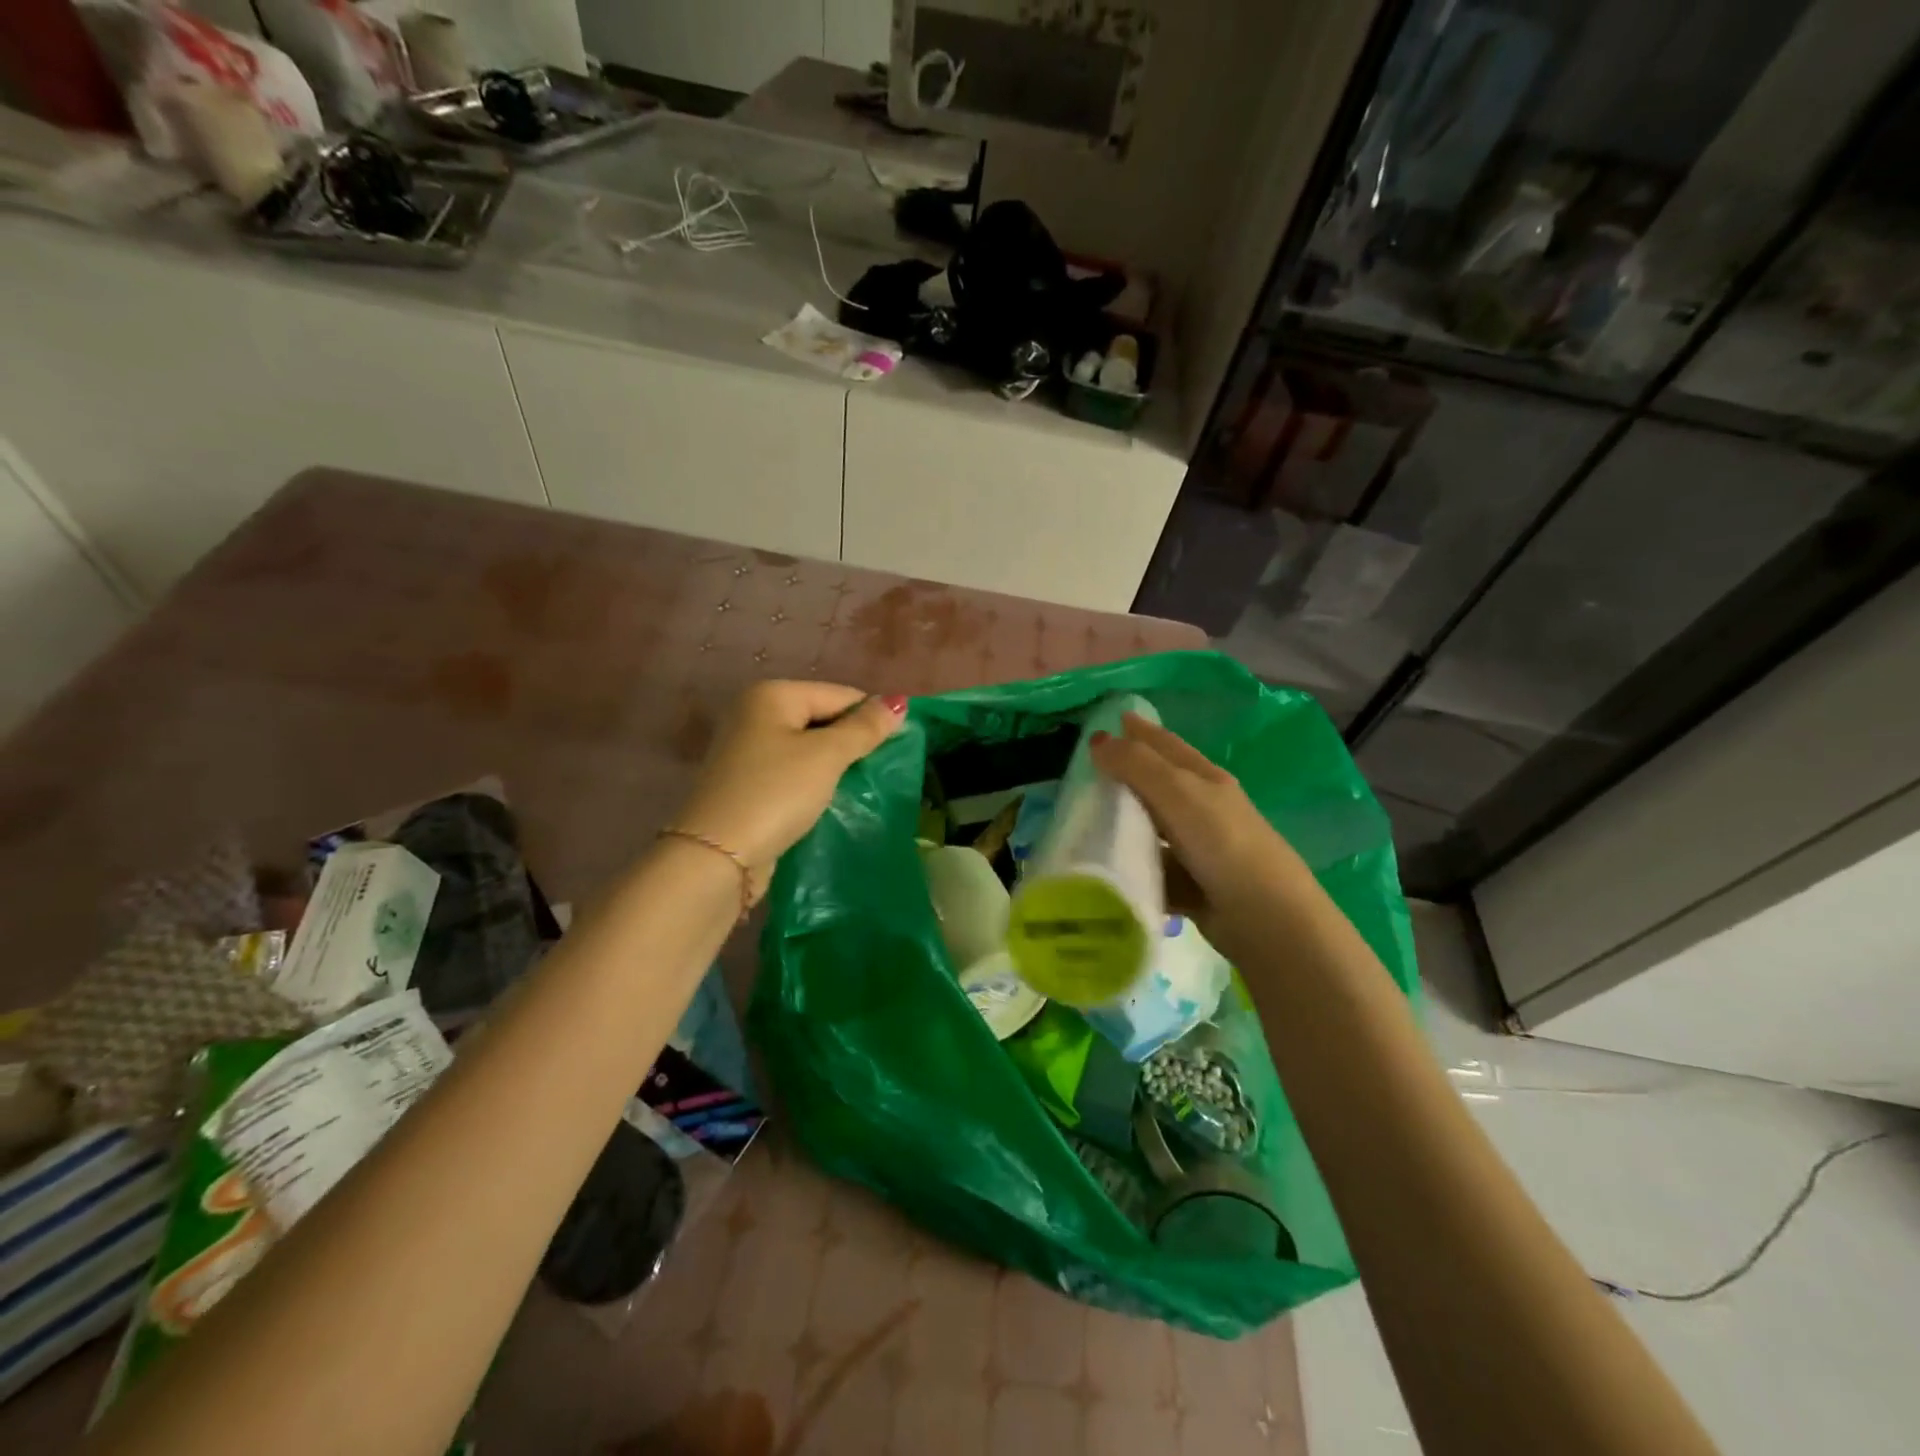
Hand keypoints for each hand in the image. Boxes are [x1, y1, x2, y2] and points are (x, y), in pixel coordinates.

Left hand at [670, 681, 905, 898]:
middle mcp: (755, 714)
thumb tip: (899, 701)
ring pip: (809, 750)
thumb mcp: (827, 756)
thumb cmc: (776, 793)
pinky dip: (815, 784)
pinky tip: (833, 802)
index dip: (872, 718)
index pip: (840, 694)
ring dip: (836, 767)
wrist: (718, 856)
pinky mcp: (748, 784)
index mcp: (772, 695)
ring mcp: (748, 751)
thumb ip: (865, 728)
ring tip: (863, 788)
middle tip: (882, 771)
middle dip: (853, 743)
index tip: (900, 748)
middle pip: (823, 719)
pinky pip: (794, 774)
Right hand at [1089, 713, 1315, 945]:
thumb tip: (1097, 738)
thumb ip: (1137, 765)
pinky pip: (1152, 868)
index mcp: (1204, 779)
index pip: (1165, 744)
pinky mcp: (1190, 885)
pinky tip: (1105, 869)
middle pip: (1156, 785)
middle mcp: (1202, 809)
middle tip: (1082, 772)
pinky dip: (1132, 867)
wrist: (1265, 917)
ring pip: (1151, 828)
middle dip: (1123, 776)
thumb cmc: (1222, 843)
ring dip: (1123, 825)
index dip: (1139, 730)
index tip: (1108, 718)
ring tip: (1082, 822)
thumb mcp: (1178, 793)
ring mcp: (1197, 849)